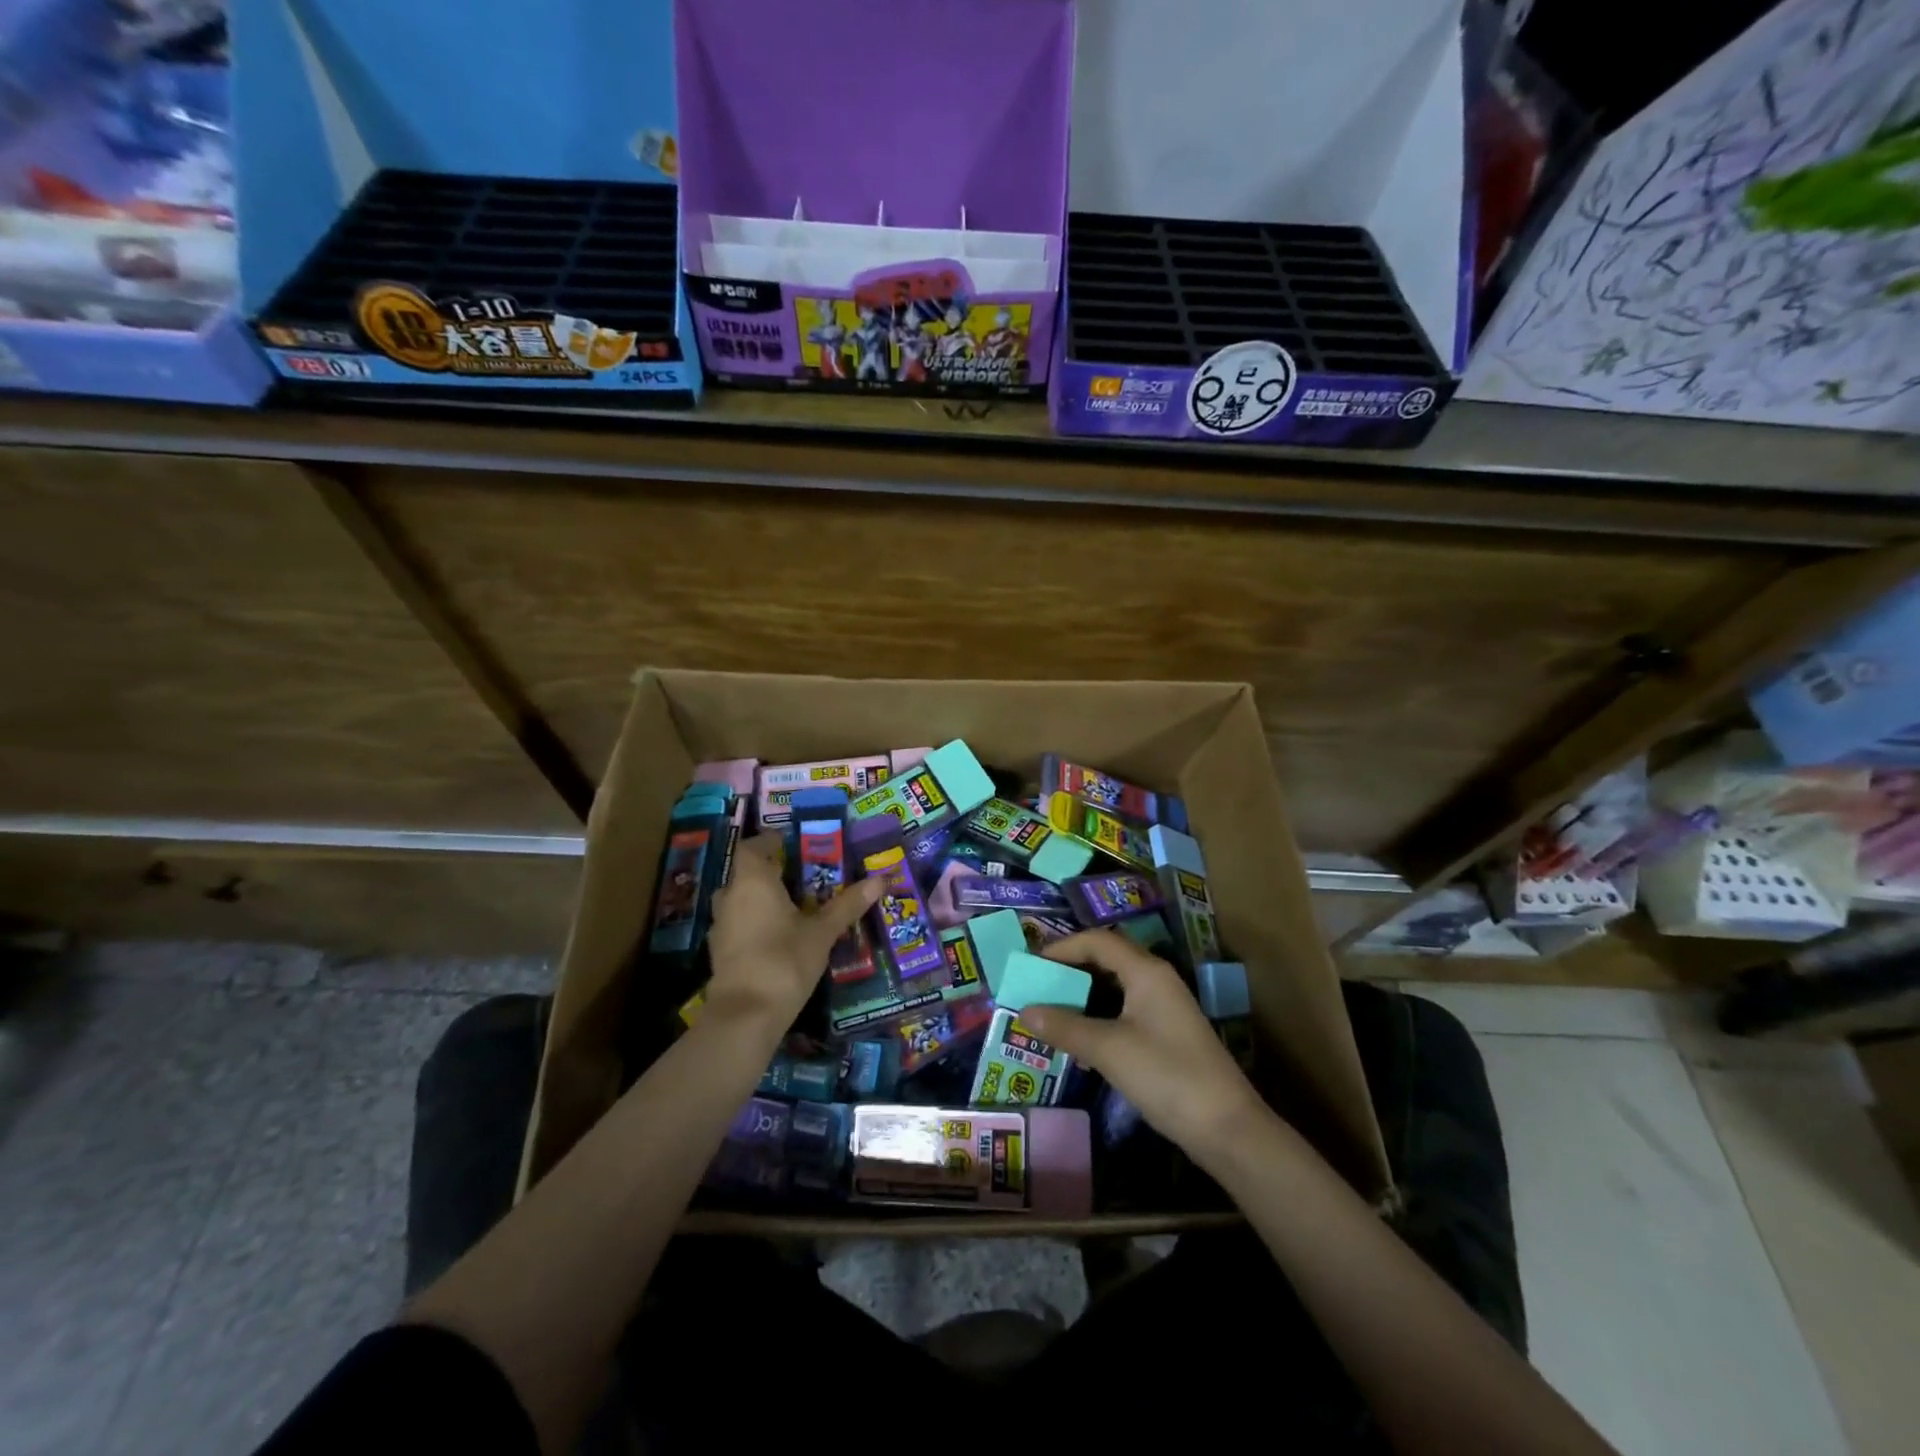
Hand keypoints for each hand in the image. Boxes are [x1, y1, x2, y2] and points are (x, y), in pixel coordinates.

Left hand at [704, 836, 882, 1029]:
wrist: (745, 1015)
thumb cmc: (785, 960)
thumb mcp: (822, 932)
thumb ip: (848, 905)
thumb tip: (880, 879)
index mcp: (753, 882)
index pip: (752, 847)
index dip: (769, 843)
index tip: (791, 845)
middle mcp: (731, 897)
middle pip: (746, 874)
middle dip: (770, 873)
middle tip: (801, 878)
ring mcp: (720, 926)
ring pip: (739, 901)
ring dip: (760, 900)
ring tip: (792, 908)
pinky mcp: (719, 952)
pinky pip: (737, 925)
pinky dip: (753, 924)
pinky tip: (777, 938)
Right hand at [1020, 931, 1266, 1161]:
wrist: (1227, 1128)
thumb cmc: (1166, 1076)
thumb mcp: (1109, 1050)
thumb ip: (1065, 1027)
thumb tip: (1025, 1011)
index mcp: (1146, 971)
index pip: (1097, 941)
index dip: (1062, 947)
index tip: (1031, 964)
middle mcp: (1156, 980)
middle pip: (1106, 959)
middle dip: (1069, 970)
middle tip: (1036, 986)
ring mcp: (1164, 1008)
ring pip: (1114, 987)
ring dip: (1082, 996)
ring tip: (1050, 1011)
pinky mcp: (1166, 1034)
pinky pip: (1123, 1011)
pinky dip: (1098, 1017)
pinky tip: (1079, 1041)